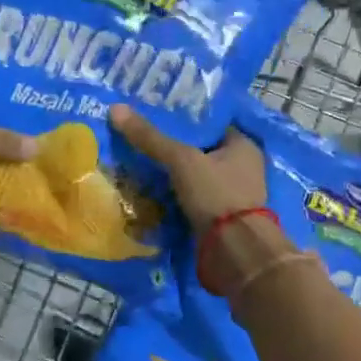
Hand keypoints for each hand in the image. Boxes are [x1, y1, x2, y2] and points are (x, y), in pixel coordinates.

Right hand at [108, 104, 265, 232]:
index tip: (154, 115)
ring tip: (140, 164)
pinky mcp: (222, 217)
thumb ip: (151, 138)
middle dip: (175, 148)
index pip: (210, 123)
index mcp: (243, 145)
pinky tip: (152, 191)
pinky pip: (195, 198)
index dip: (183, 118)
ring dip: (174, 174)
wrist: (234, 252)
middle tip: (142, 139)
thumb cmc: (216, 194)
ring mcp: (234, 194)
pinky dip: (177, 195)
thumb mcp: (181, 160)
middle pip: (202, 150)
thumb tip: (117, 109)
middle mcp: (243, 167)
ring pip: (197, 176)